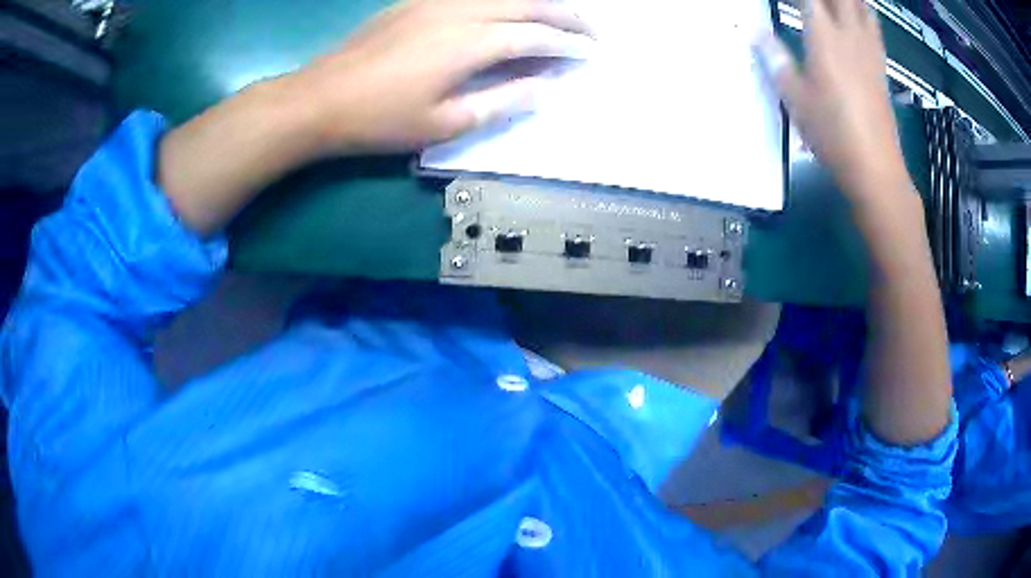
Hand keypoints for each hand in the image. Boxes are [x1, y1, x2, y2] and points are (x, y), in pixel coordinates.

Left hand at [290, 0, 593, 154]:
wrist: (320, 98)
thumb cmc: (380, 119)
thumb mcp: (444, 124)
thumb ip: (502, 102)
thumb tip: (544, 88)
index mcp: (470, 42)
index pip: (535, 37)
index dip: (568, 45)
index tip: (591, 54)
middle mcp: (460, 10)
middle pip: (527, 3)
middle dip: (565, 16)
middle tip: (589, 31)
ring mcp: (436, 1)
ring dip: (537, 2)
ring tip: (559, 17)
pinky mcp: (417, 1)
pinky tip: (509, 9)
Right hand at [756, 0, 906, 199]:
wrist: (875, 167)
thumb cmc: (832, 133)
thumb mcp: (795, 99)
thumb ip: (776, 59)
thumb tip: (756, 33)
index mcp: (824, 37)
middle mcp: (849, 35)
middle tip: (812, 2)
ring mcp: (869, 50)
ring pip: (862, 5)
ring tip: (835, 2)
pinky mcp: (880, 66)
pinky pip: (873, 25)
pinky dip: (864, 10)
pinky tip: (858, 12)